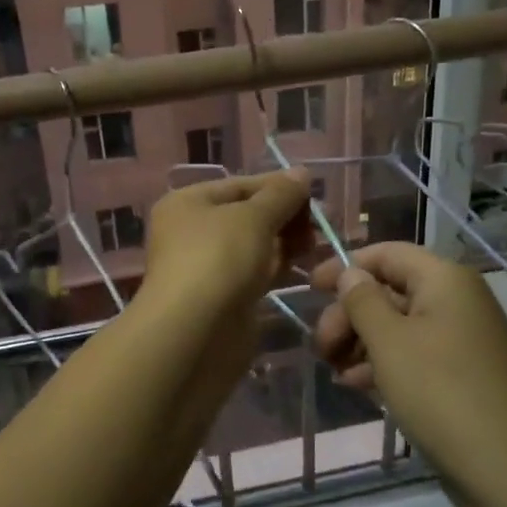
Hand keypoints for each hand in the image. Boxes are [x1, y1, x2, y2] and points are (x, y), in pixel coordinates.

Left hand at [141, 171, 313, 315]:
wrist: (195, 332)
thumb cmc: (219, 259)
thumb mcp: (253, 217)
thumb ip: (281, 195)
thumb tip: (301, 173)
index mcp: (187, 203)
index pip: (239, 185)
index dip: (277, 187)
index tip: (314, 194)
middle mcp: (192, 231)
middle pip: (247, 215)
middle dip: (284, 217)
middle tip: (319, 224)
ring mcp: (206, 267)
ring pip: (253, 246)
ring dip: (284, 243)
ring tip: (315, 245)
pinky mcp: (222, 298)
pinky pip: (254, 274)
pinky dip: (277, 268)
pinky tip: (303, 267)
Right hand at [311, 243, 506, 506]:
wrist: (505, 467)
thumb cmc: (439, 391)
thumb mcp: (388, 342)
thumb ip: (363, 300)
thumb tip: (352, 274)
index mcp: (445, 279)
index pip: (387, 253)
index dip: (346, 266)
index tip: (310, 289)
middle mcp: (458, 299)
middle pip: (391, 290)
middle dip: (350, 314)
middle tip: (321, 347)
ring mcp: (464, 337)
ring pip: (400, 324)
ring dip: (362, 342)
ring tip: (334, 371)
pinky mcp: (464, 371)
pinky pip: (416, 352)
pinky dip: (385, 362)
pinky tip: (357, 385)